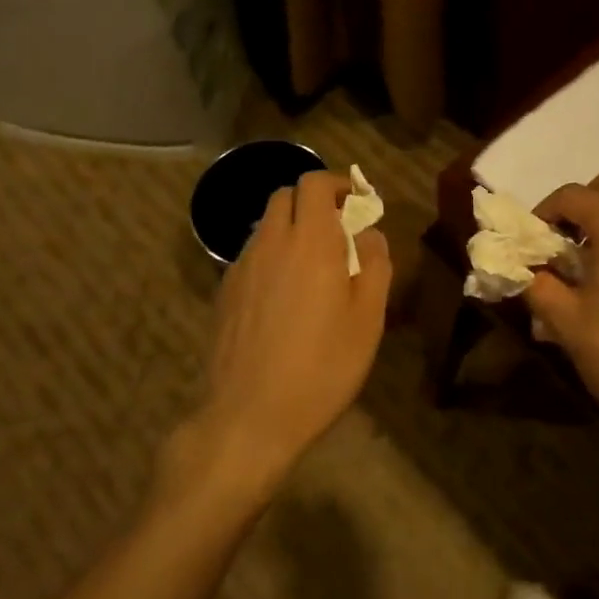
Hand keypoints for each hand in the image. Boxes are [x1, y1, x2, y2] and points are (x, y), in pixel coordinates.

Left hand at [195, 170, 391, 487]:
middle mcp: (270, 243)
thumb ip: (375, 266)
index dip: (338, 183)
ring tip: (312, 267)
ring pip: (266, 226)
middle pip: (285, 196)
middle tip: (338, 231)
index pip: (314, 183)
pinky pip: (251, 256)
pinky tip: (284, 296)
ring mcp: (241, 267)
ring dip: (291, 229)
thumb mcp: (368, 320)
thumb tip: (370, 234)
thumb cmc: (322, 367)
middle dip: (313, 201)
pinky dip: (272, 256)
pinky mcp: (224, 293)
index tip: (357, 201)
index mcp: (310, 243)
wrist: (249, 416)